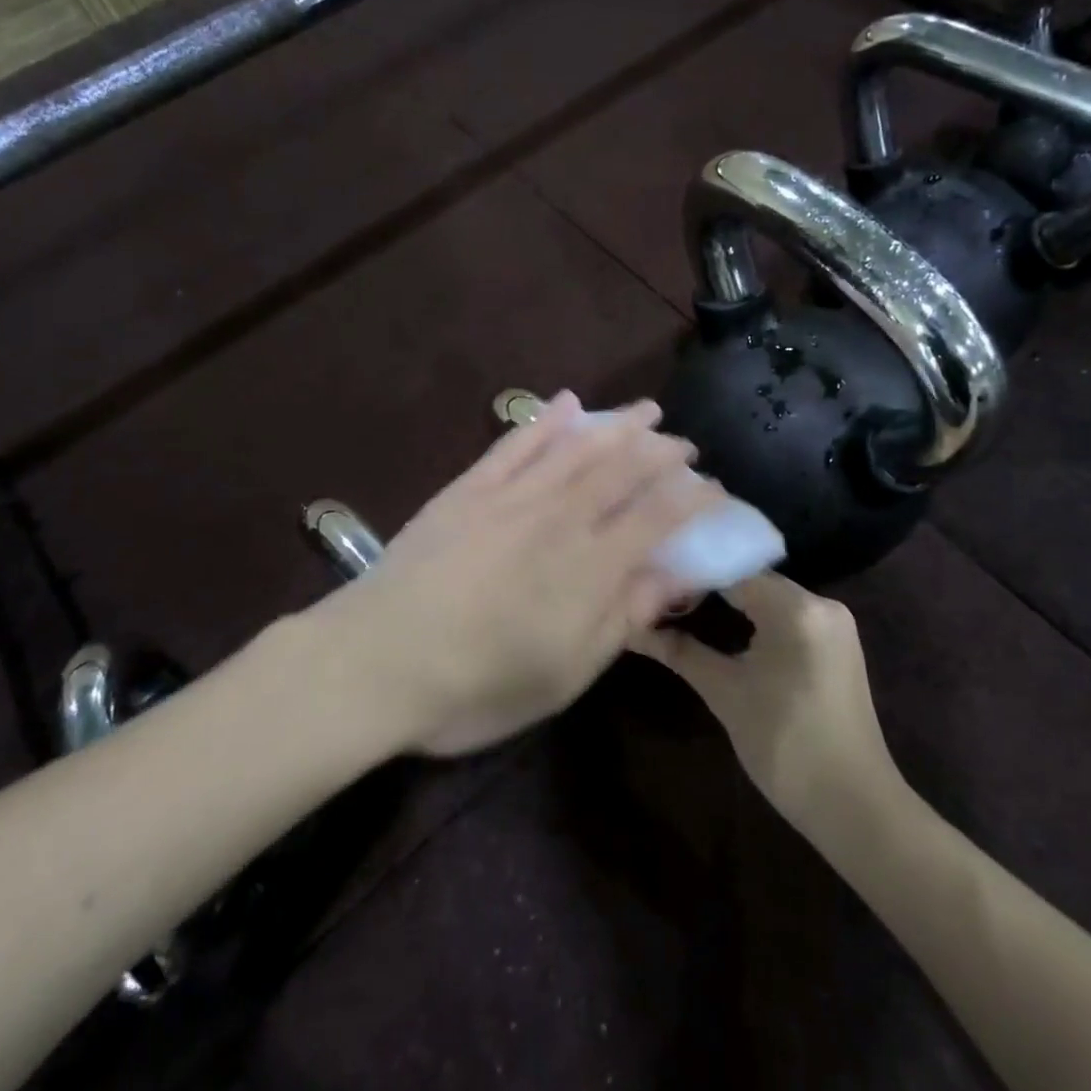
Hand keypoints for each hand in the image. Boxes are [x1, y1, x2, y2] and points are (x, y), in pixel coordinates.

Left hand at [310, 392, 723, 755]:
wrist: (376, 660)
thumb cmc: (477, 686)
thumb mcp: (565, 674)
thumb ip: (623, 618)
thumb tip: (674, 577)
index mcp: (590, 567)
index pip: (657, 519)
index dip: (692, 500)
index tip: (714, 489)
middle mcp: (559, 518)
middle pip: (622, 471)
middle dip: (660, 453)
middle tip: (683, 443)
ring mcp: (511, 497)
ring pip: (577, 448)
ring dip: (616, 426)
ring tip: (645, 410)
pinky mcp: (469, 490)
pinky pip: (515, 445)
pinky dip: (545, 422)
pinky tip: (567, 404)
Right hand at [631, 575, 896, 828]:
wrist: (854, 806)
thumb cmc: (785, 746)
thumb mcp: (725, 694)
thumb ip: (681, 653)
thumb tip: (635, 629)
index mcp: (797, 608)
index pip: (732, 571)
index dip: (690, 575)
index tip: (651, 582)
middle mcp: (821, 603)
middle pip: (752, 580)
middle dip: (707, 586)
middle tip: (661, 593)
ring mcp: (834, 624)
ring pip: (769, 596)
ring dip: (730, 600)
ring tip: (682, 606)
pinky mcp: (837, 645)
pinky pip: (787, 615)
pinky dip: (755, 616)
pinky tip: (724, 624)